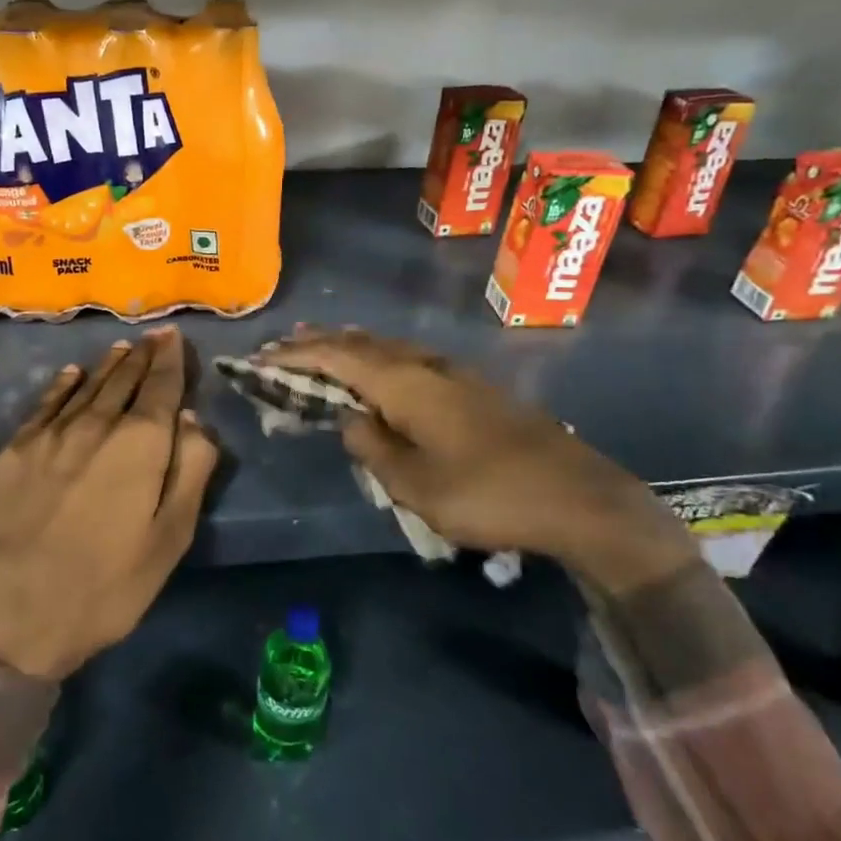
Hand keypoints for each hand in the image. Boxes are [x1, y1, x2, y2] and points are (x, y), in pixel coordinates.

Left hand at [0, 328, 219, 679]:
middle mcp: (95, 425)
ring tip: (121, 348)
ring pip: (86, 387)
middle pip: (123, 380)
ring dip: (107, 366)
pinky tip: (70, 375)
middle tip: (152, 337)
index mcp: (139, 444)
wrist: (9, 612)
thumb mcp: (170, 538)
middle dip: (142, 357)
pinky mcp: (13, 452)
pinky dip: (62, 386)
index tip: (173, 336)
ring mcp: (49, 435)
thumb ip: (189, 471)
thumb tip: (193, 418)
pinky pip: (45, 405)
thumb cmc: (105, 584)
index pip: (161, 388)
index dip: (170, 360)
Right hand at [255, 329, 694, 593]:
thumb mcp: (416, 485)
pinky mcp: (473, 389)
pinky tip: (381, 370)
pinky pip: (410, 360)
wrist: (578, 498)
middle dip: (319, 343)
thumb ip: (373, 448)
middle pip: (362, 344)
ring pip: (388, 348)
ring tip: (321, 345)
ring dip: (350, 347)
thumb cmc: (488, 495)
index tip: (262, 356)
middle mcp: (427, 366)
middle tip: (283, 344)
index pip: (337, 358)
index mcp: (406, 384)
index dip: (296, 356)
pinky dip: (380, 359)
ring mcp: (455, 373)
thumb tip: (351, 420)